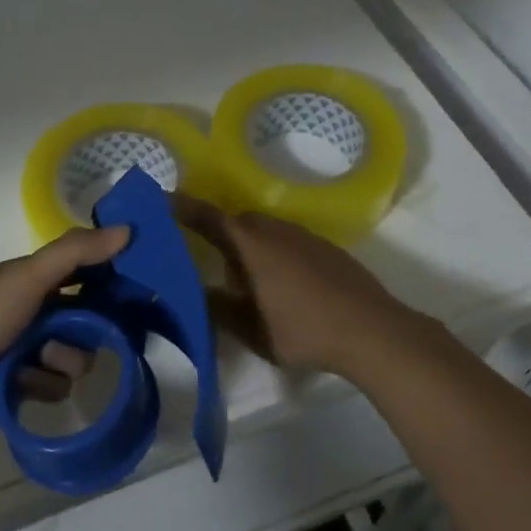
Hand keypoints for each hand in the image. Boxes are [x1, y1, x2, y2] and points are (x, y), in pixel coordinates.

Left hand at [0, 225, 130, 430]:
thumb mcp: (29, 276)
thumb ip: (76, 252)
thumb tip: (129, 230)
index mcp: (38, 280)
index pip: (89, 272)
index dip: (113, 278)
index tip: (137, 286)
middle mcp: (40, 313)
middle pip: (91, 320)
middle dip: (89, 329)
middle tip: (85, 331)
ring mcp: (33, 353)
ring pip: (78, 357)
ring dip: (63, 359)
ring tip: (38, 360)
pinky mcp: (27, 389)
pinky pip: (58, 388)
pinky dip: (42, 385)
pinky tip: (20, 383)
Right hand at [173, 194, 423, 378]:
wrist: (371, 329)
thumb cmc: (303, 329)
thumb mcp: (250, 329)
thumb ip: (218, 309)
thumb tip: (193, 293)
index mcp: (251, 245)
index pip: (208, 217)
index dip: (182, 207)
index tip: (159, 200)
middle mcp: (275, 230)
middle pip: (237, 222)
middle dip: (220, 236)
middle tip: (212, 264)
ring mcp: (304, 236)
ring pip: (265, 231)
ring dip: (250, 247)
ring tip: (249, 283)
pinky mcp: (326, 248)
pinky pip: (288, 241)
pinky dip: (275, 254)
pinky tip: (284, 287)